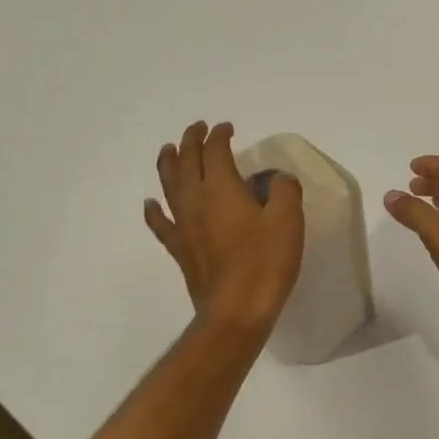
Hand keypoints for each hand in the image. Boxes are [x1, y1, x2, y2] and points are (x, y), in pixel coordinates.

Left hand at [146, 121, 303, 334]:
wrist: (236, 311)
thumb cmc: (265, 262)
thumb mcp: (287, 220)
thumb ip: (284, 191)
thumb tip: (277, 179)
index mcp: (222, 188)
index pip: (216, 151)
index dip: (220, 136)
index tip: (227, 128)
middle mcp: (196, 200)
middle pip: (187, 162)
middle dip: (191, 141)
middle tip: (197, 129)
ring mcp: (184, 225)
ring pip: (169, 185)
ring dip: (168, 164)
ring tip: (168, 150)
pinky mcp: (180, 249)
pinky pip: (161, 223)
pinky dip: (154, 210)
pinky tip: (151, 204)